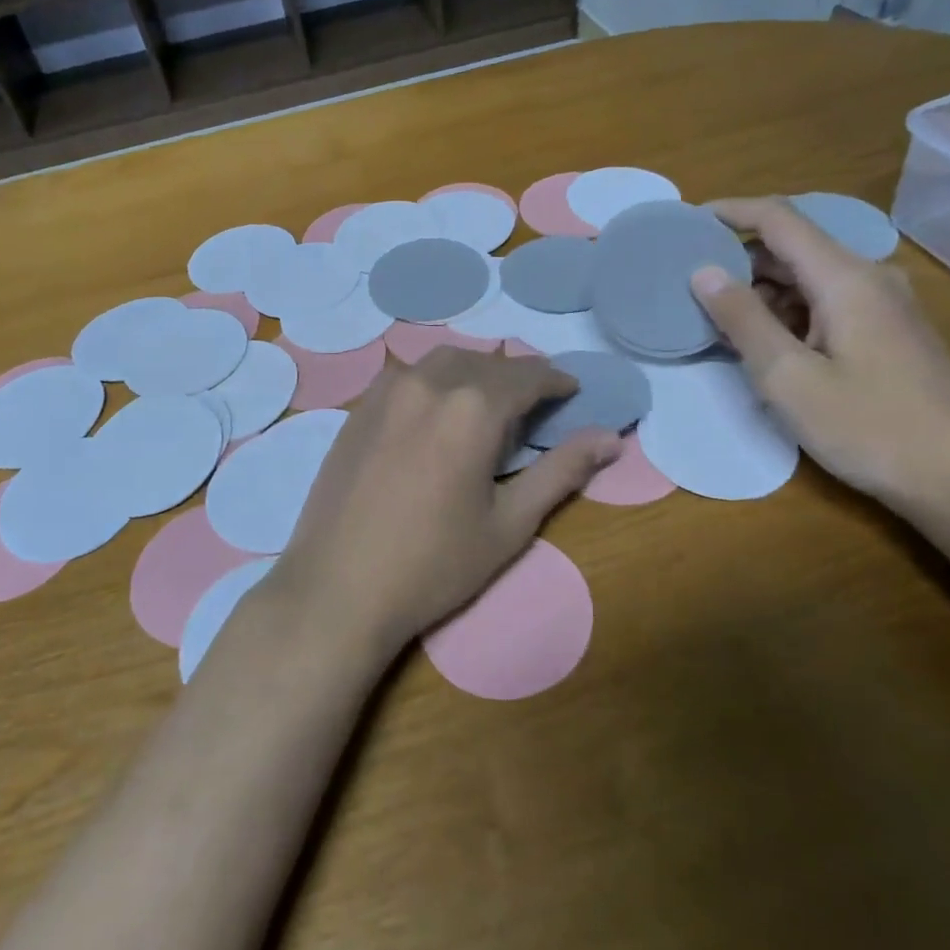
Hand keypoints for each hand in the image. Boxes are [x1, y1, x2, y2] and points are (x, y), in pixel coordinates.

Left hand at [265, 349, 622, 657]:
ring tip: (488, 402)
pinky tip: (436, 411)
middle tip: (534, 402)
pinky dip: (435, 380)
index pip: (526, 376)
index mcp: (472, 407)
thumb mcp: (509, 524)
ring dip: (474, 371)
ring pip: (443, 361)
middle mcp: (428, 383)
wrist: (338, 588)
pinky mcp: (358, 409)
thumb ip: (562, 471)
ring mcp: (386, 392)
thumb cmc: (434, 565)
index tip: (571, 391)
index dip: (555, 381)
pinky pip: (407, 376)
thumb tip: (611, 438)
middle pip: (485, 361)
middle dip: (516, 375)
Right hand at [689, 197, 949, 507]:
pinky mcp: (889, 331)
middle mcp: (869, 278)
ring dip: (762, 292)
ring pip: (808, 278)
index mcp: (846, 278)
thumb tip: (703, 271)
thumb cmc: (866, 427)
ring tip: (720, 322)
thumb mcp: (787, 377)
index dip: (730, 212)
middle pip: (793, 247)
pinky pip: (826, 302)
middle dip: (740, 260)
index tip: (686, 221)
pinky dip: (788, 312)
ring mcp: (884, 305)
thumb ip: (743, 318)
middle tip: (692, 285)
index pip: (780, 219)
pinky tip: (765, 345)